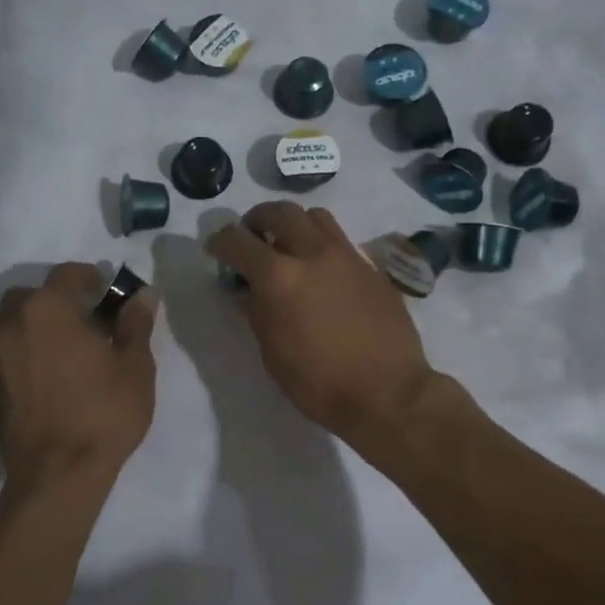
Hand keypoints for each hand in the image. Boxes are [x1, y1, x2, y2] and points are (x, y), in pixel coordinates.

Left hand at [0, 263, 156, 503]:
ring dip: (40, 326)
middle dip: (58, 300)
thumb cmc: (102, 413)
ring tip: (71, 350)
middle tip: (88, 321)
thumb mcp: (134, 366)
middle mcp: (13, 324)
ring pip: (16, 324)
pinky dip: (29, 352)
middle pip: (32, 296)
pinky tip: (54, 376)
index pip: (67, 274)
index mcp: (47, 309)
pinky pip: (10, 353)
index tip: (109, 293)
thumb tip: (142, 295)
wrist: (56, 476)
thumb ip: (135, 324)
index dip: (90, 277)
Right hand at [206, 203, 439, 451]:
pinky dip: (320, 243)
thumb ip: (256, 312)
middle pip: (279, 212)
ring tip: (288, 246)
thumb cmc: (320, 383)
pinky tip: (321, 271)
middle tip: (251, 238)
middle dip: (257, 220)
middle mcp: (312, 254)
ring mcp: (346, 256)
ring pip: (315, 216)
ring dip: (293, 224)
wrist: (389, 393)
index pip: (237, 241)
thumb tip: (246, 290)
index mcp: (279, 277)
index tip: (216, 250)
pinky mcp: (371, 267)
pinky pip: (340, 239)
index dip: (220, 242)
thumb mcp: (273, 353)